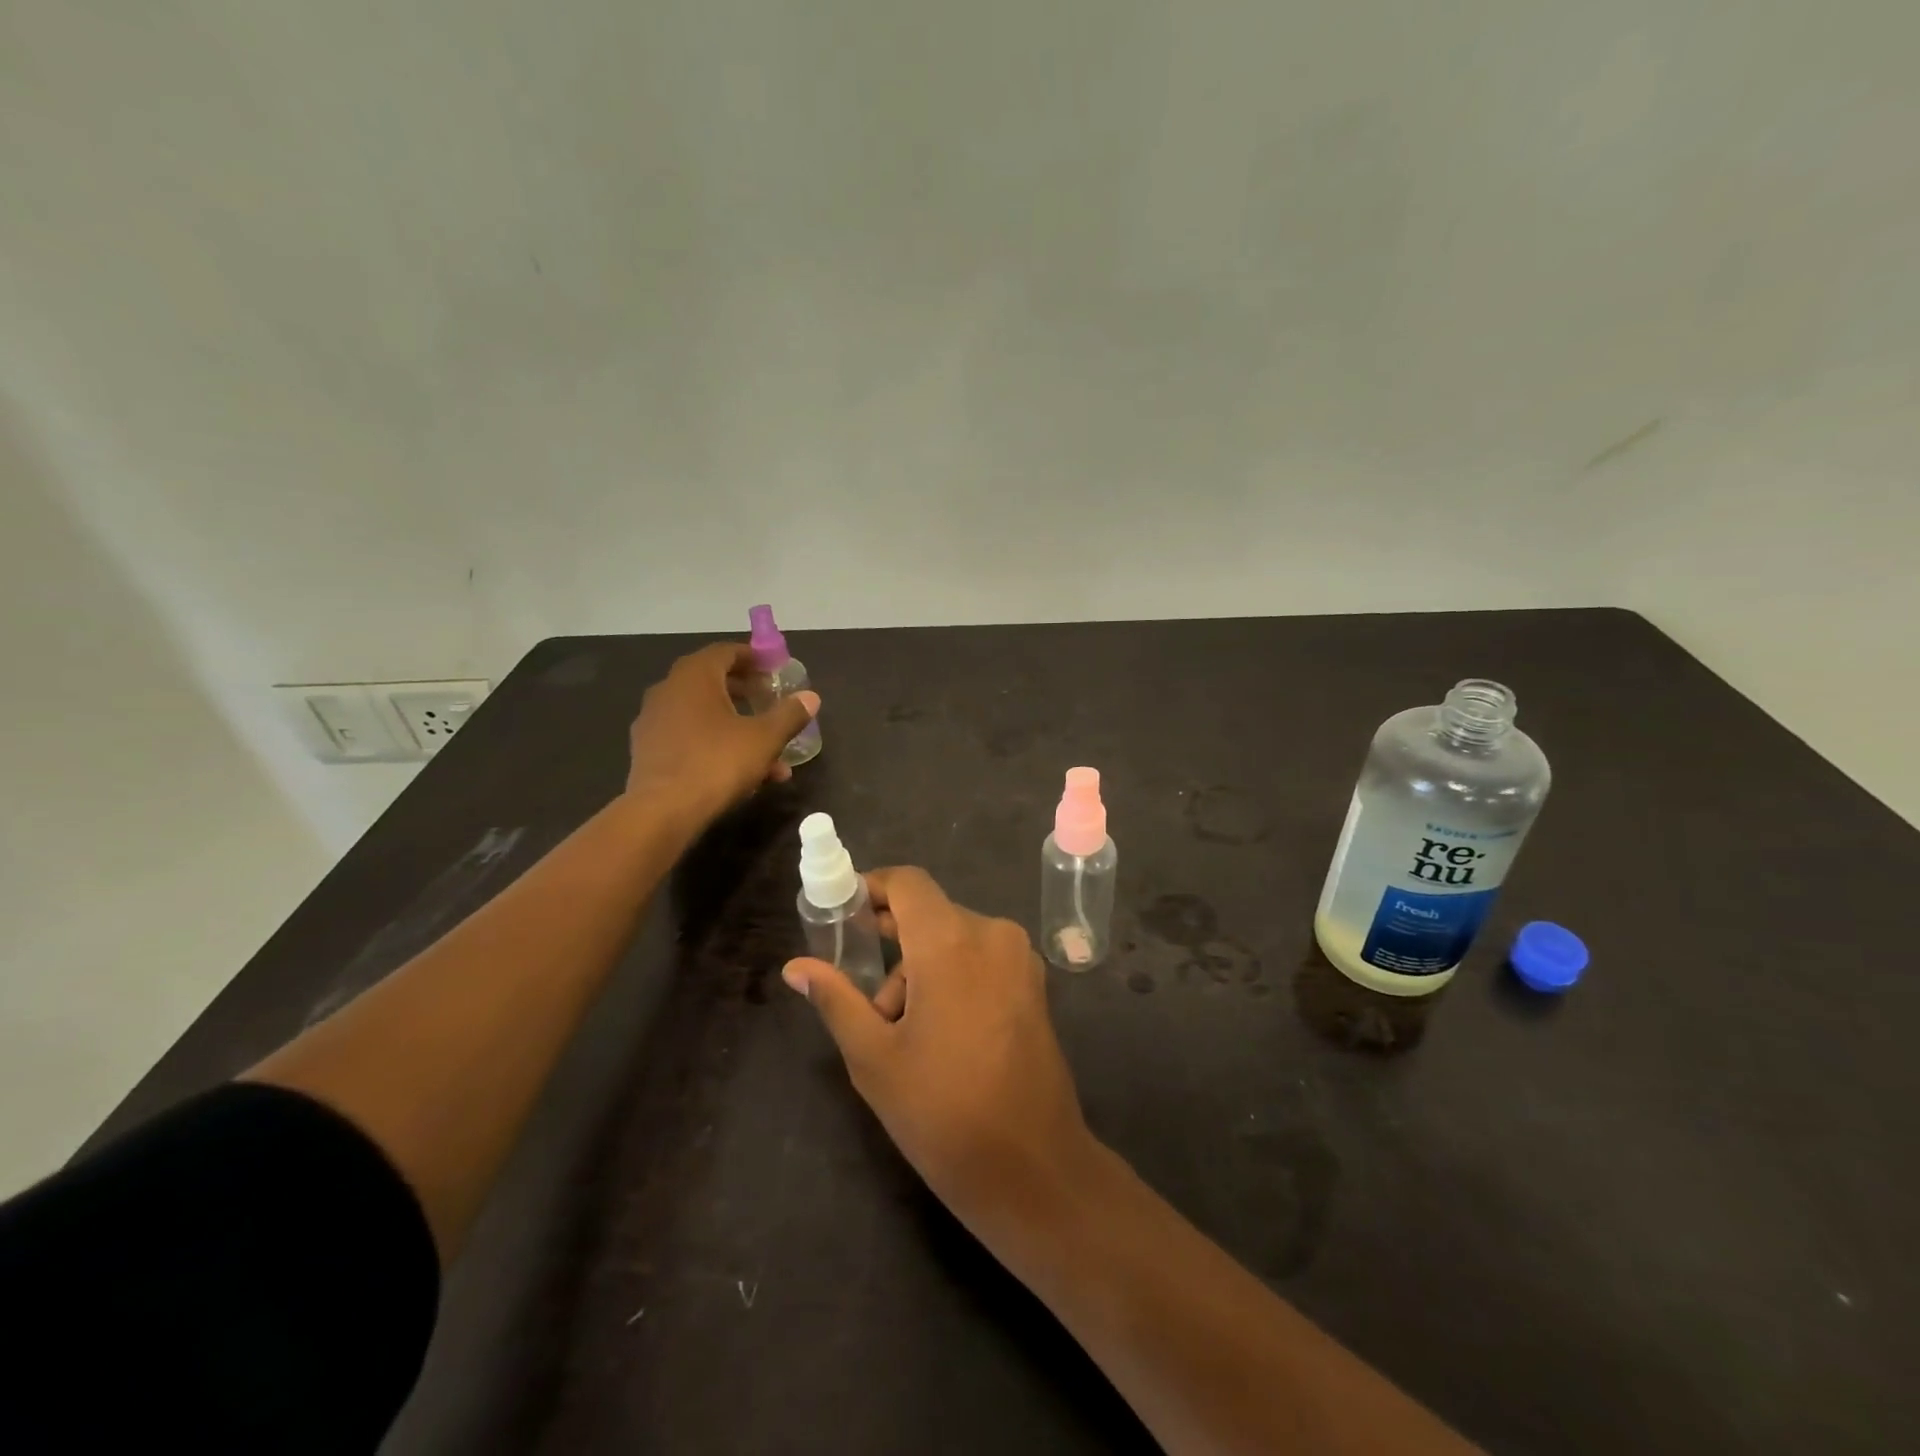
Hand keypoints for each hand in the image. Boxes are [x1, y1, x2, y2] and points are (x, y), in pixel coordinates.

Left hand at [624, 642, 818, 828]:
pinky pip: (689, 737)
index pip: (725, 652)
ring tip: (768, 753)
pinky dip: (715, 745)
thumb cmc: (717, 763)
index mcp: (695, 677)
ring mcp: (654, 721)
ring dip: (736, 726)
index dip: (753, 657)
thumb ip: (789, 714)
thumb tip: (811, 697)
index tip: (774, 670)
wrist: (662, 811)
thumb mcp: (764, 738)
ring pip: (703, 715)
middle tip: (770, 702)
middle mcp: (668, 690)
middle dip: (746, 693)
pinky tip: (742, 774)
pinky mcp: (648, 751)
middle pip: (712, 682)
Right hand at [781, 867, 1096, 1227]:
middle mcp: (992, 934)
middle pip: (929, 916)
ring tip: (900, 1034)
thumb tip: (795, 967)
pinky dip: (953, 976)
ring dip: (921, 969)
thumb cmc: (943, 1112)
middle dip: (891, 946)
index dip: (873, 889)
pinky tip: (940, 1032)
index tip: (843, 916)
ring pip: (955, 940)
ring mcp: (1020, 959)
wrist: (1033, 1168)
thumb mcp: (874, 1058)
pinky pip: (981, 958)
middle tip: (861, 994)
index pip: (908, 883)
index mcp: (951, 941)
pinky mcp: (1035, 985)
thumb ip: (836, 1000)